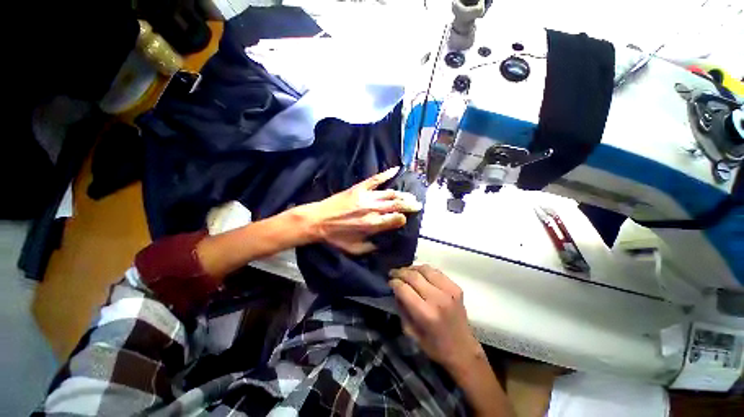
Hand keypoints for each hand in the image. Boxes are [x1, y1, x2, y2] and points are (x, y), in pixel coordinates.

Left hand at [294, 167, 422, 253]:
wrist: (317, 221)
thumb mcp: (353, 249)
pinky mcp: (358, 188)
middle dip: (409, 204)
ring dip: (402, 194)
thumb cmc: (335, 237)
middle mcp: (372, 209)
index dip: (403, 218)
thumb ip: (371, 247)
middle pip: (396, 205)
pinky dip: (386, 174)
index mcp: (372, 225)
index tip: (406, 217)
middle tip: (417, 204)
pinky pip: (375, 179)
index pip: (395, 219)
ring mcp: (365, 197)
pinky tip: (395, 170)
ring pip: (389, 194)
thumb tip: (383, 243)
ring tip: (411, 195)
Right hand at [390, 265, 483, 371]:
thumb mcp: (411, 332)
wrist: (463, 350)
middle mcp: (438, 299)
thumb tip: (396, 290)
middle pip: (413, 276)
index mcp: (426, 314)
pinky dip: (425, 270)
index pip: (404, 288)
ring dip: (412, 268)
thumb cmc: (434, 346)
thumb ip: (402, 308)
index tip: (389, 282)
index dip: (394, 283)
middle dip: (400, 272)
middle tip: (393, 273)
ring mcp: (449, 291)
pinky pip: (436, 271)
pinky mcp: (456, 287)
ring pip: (425, 269)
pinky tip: (420, 274)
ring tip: (405, 272)